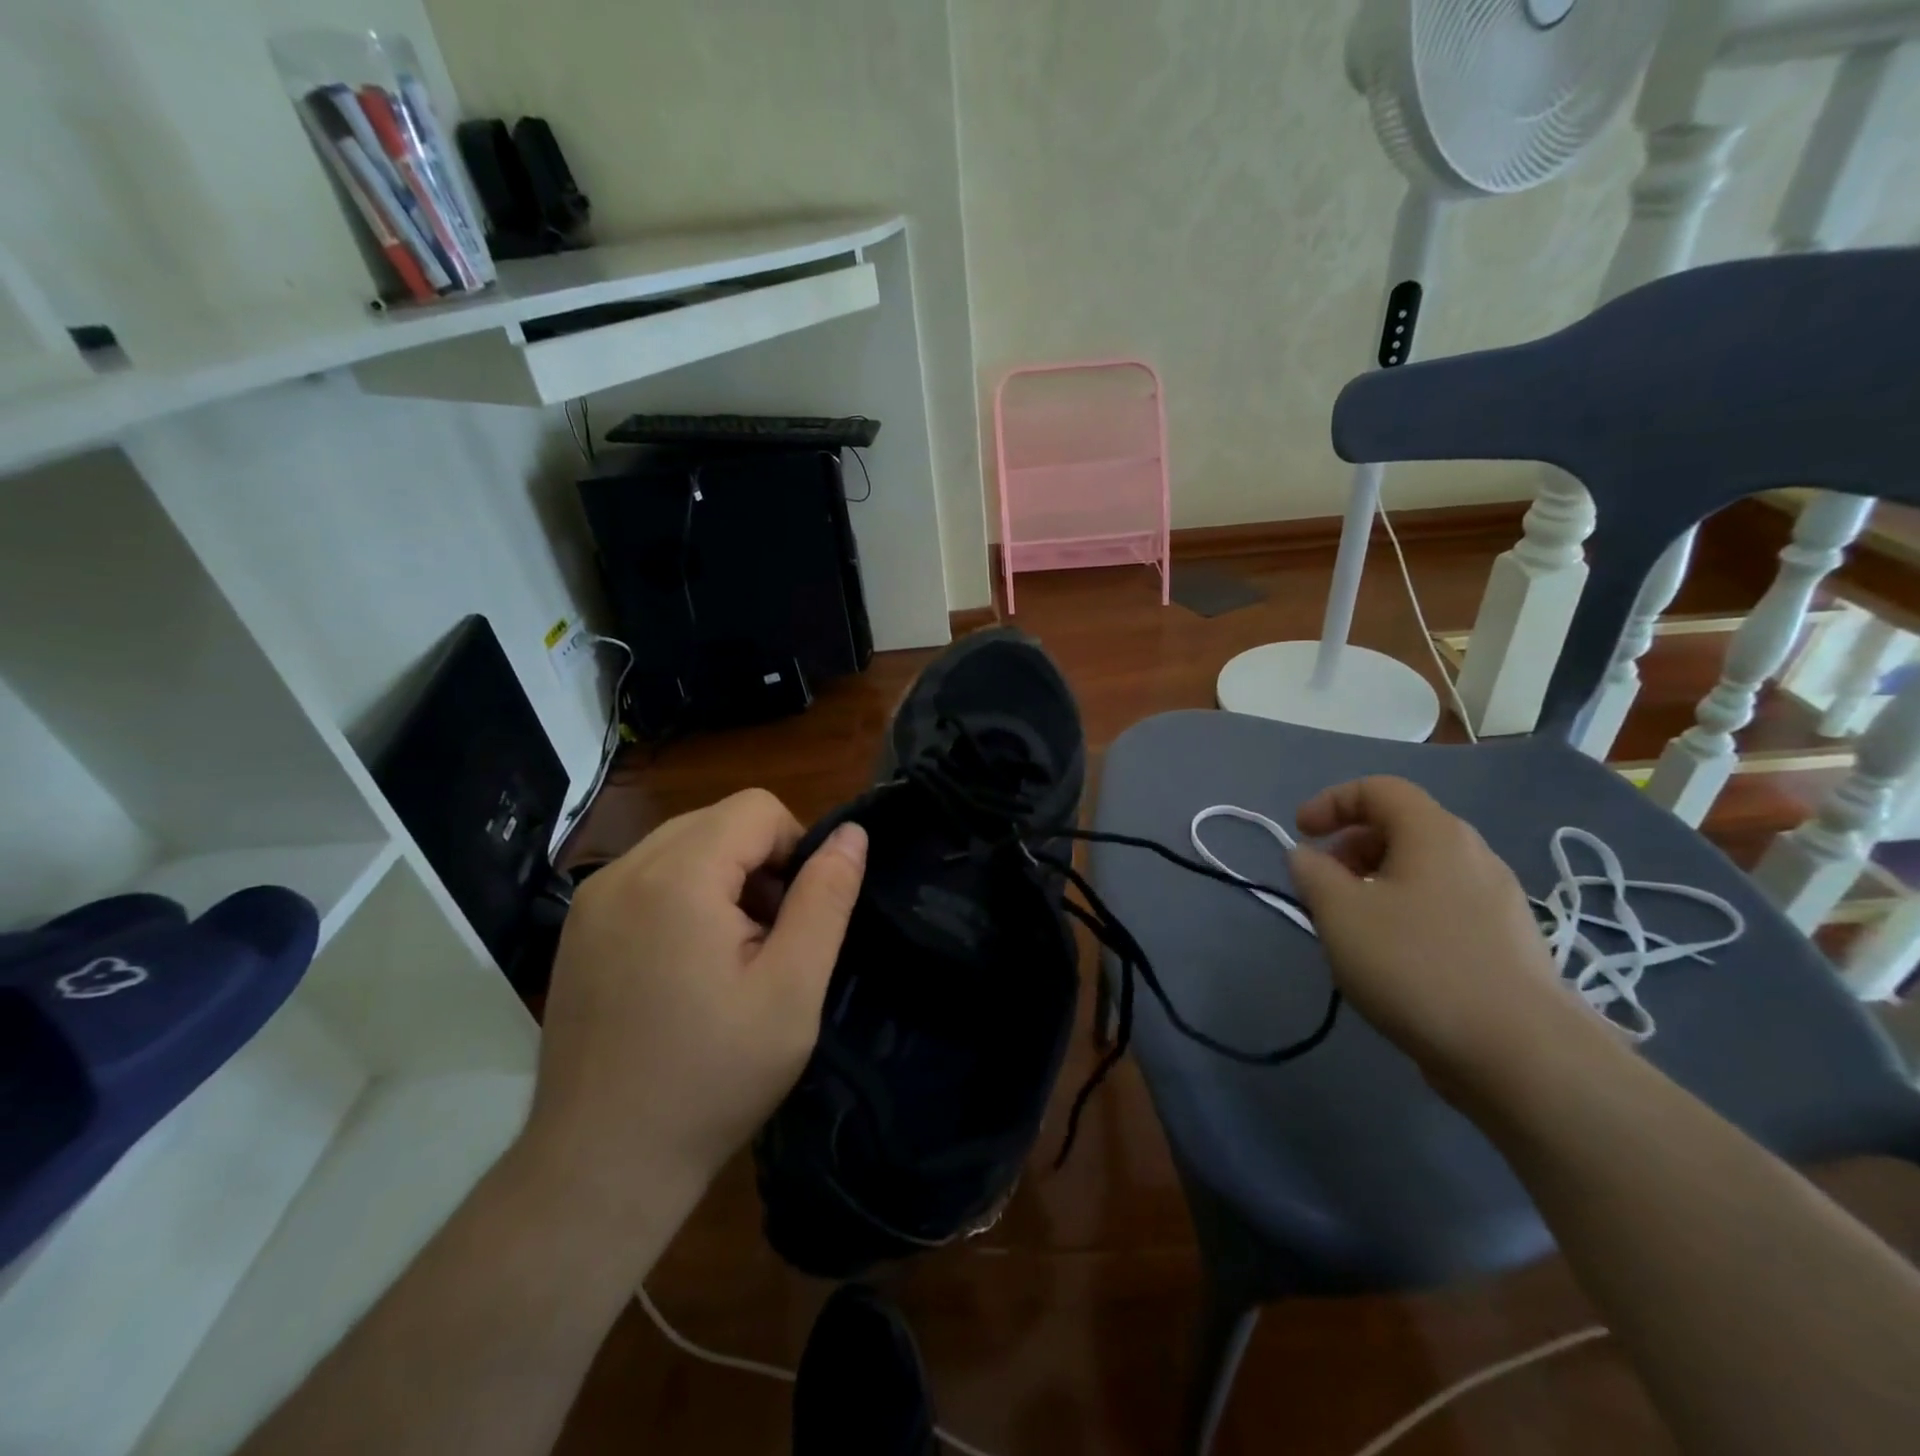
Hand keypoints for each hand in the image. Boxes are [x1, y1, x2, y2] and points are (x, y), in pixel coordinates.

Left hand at [524, 789, 866, 1212]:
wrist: (600, 1166)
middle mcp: (623, 870)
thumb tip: (851, 834)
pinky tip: (687, 965)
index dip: (796, 847)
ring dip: (723, 878)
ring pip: (683, 844)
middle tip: (769, 940)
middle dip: (759, 863)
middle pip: (718, 820)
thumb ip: (826, 899)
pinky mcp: (578, 928)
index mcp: (676, 876)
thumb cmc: (710, 1079)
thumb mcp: (792, 990)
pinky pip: (648, 876)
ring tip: (731, 955)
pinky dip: (684, 896)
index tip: (800, 914)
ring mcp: (592, 899)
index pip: (757, 807)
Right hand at [1287, 776, 1598, 1096]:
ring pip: (1423, 870)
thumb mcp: (1340, 912)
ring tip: (1351, 924)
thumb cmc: (1416, 965)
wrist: (1521, 1054)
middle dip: (1351, 845)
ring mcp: (1499, 901)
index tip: (1300, 833)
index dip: (1331, 802)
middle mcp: (1474, 855)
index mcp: (1435, 834)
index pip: (1378, 789)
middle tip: (1322, 882)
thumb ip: (1312, 873)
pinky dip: (1406, 912)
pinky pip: (1444, 906)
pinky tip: (1392, 958)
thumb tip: (1307, 857)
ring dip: (1376, 882)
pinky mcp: (1507, 944)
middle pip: (1402, 827)